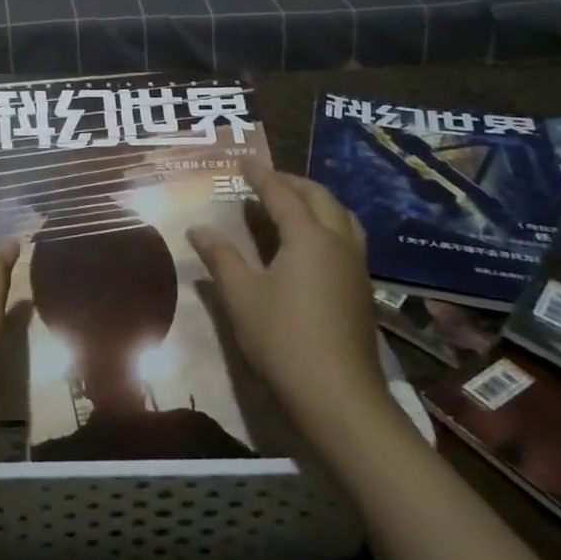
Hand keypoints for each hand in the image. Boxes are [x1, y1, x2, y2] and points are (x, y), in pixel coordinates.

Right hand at [188, 158, 392, 458]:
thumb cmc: (283, 340)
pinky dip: (328, 225)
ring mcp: (356, 269)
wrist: (339, 399)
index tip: (244, 160)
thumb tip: (198, 229)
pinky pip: (348, 239)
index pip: (282, 195)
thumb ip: (221, 257)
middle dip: (294, 183)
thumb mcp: (241, 296)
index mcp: (308, 238)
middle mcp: (338, 244)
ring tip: (293, 203)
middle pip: (321, 199)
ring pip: (343, 218)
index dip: (261, 176)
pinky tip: (310, 243)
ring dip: (317, 202)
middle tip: (267, 179)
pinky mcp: (362, 292)